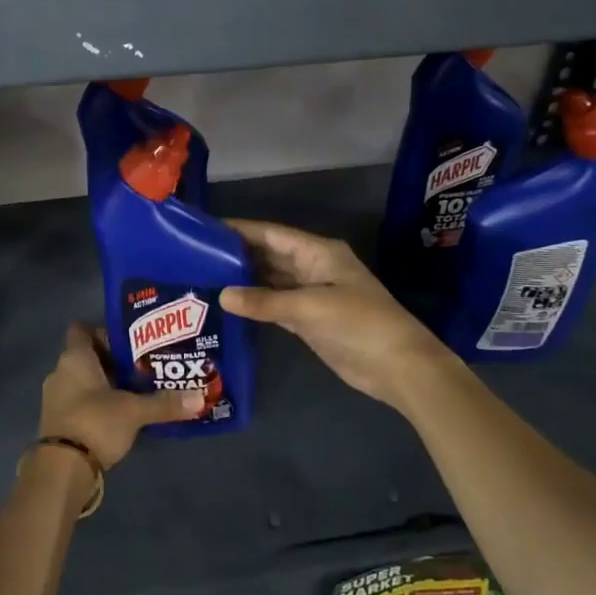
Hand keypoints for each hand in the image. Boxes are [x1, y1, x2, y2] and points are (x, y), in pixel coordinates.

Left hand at [38, 324, 202, 468]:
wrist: (61, 470)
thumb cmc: (95, 423)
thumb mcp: (134, 411)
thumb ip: (165, 402)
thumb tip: (200, 397)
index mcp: (74, 358)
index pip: (82, 330)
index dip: (105, 332)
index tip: (131, 341)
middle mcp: (60, 372)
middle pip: (87, 356)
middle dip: (113, 361)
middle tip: (144, 366)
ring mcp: (55, 398)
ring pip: (83, 381)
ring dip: (106, 385)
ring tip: (137, 391)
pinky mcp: (58, 422)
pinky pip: (79, 402)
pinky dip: (97, 404)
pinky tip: (121, 414)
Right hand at [220, 219, 456, 409]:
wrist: (398, 366)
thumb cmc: (359, 324)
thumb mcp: (310, 307)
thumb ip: (265, 301)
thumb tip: (222, 295)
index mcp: (319, 253)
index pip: (272, 234)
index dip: (241, 229)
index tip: (207, 228)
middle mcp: (313, 268)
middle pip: (270, 255)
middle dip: (238, 253)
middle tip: (197, 255)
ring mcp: (312, 295)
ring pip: (271, 280)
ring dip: (245, 279)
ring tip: (205, 276)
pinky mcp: (309, 320)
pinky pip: (276, 304)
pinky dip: (255, 303)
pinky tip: (230, 304)